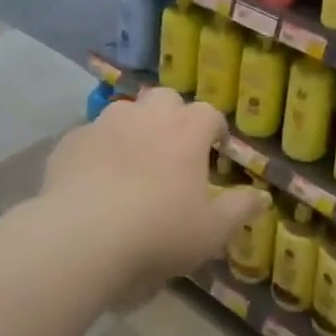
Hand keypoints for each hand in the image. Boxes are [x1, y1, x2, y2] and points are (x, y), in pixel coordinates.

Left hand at [40, 87, 265, 302]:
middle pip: (166, 100)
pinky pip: (90, 137)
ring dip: (133, 130)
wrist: (82, 236)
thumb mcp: (211, 231)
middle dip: (172, 117)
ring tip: (131, 164)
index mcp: (187, 130)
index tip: (216, 151)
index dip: (215, 130)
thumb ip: (240, 209)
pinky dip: (98, 151)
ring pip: (125, 113)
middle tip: (172, 151)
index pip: (210, 114)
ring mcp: (105, 123)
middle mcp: (147, 114)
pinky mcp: (72, 140)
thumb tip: (263, 196)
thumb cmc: (158, 231)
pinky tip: (93, 180)